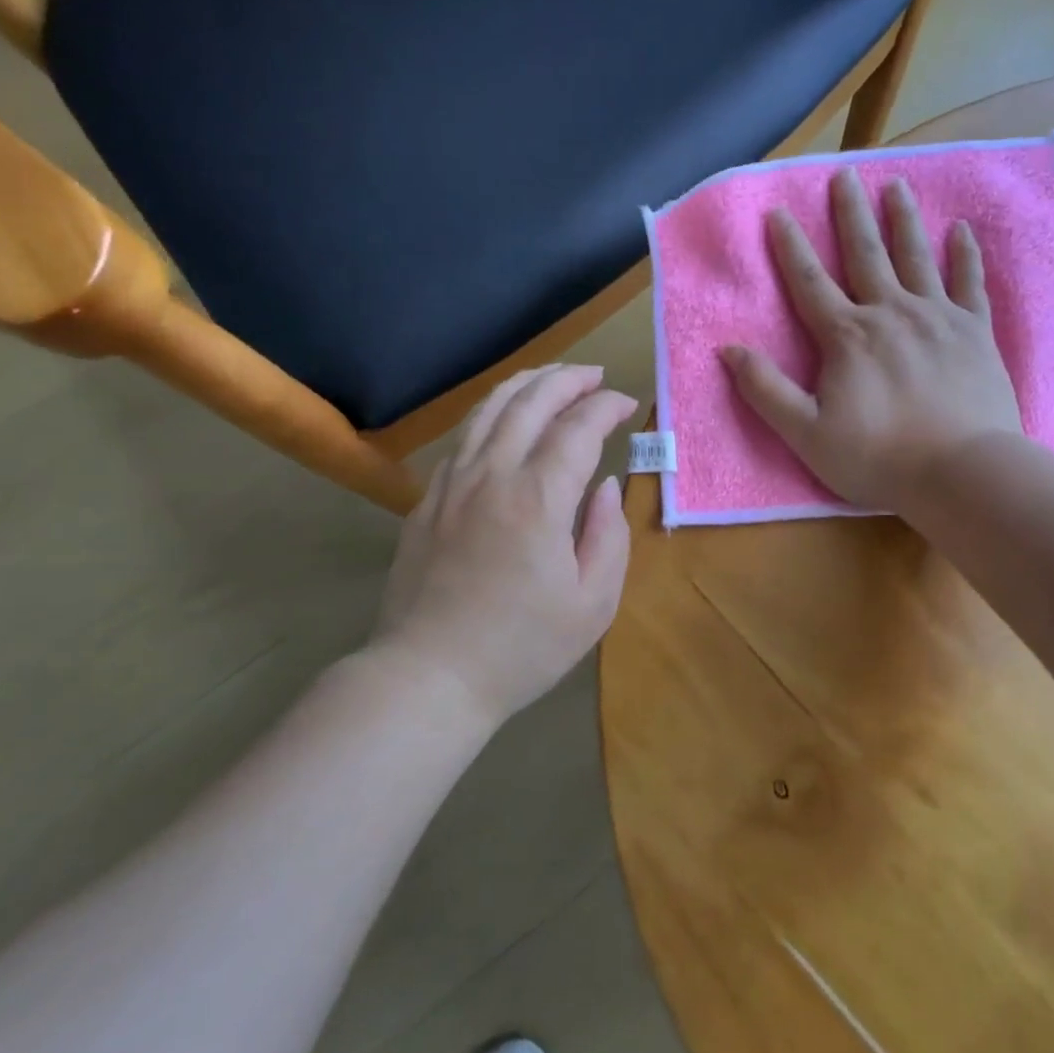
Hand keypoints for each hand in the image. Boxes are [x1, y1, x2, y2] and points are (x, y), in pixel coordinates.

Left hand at [373, 365, 638, 729]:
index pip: (577, 428)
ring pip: (489, 410)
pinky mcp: (427, 501)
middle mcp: (492, 475)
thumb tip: (604, 485)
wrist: (429, 676)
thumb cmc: (522, 648)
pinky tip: (504, 421)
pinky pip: (464, 439)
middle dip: (567, 379)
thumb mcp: (592, 604)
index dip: (605, 407)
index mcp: (539, 499)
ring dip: (525, 384)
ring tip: (551, 377)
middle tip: (594, 376)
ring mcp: (452, 484)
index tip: (626, 404)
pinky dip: (491, 415)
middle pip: (530, 402)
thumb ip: (609, 536)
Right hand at [721, 169, 1020, 515]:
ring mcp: (937, 318)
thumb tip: (728, 350)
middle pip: (865, 254)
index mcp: (847, 336)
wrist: (961, 473)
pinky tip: (962, 230)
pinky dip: (965, 255)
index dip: (790, 247)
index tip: (778, 211)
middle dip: (850, 214)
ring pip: (916, 256)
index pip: (810, 282)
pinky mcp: (975, 332)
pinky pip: (969, 283)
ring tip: (896, 185)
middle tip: (845, 174)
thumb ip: (766, 390)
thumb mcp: (805, 433)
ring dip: (903, 219)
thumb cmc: (878, 457)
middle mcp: (890, 313)